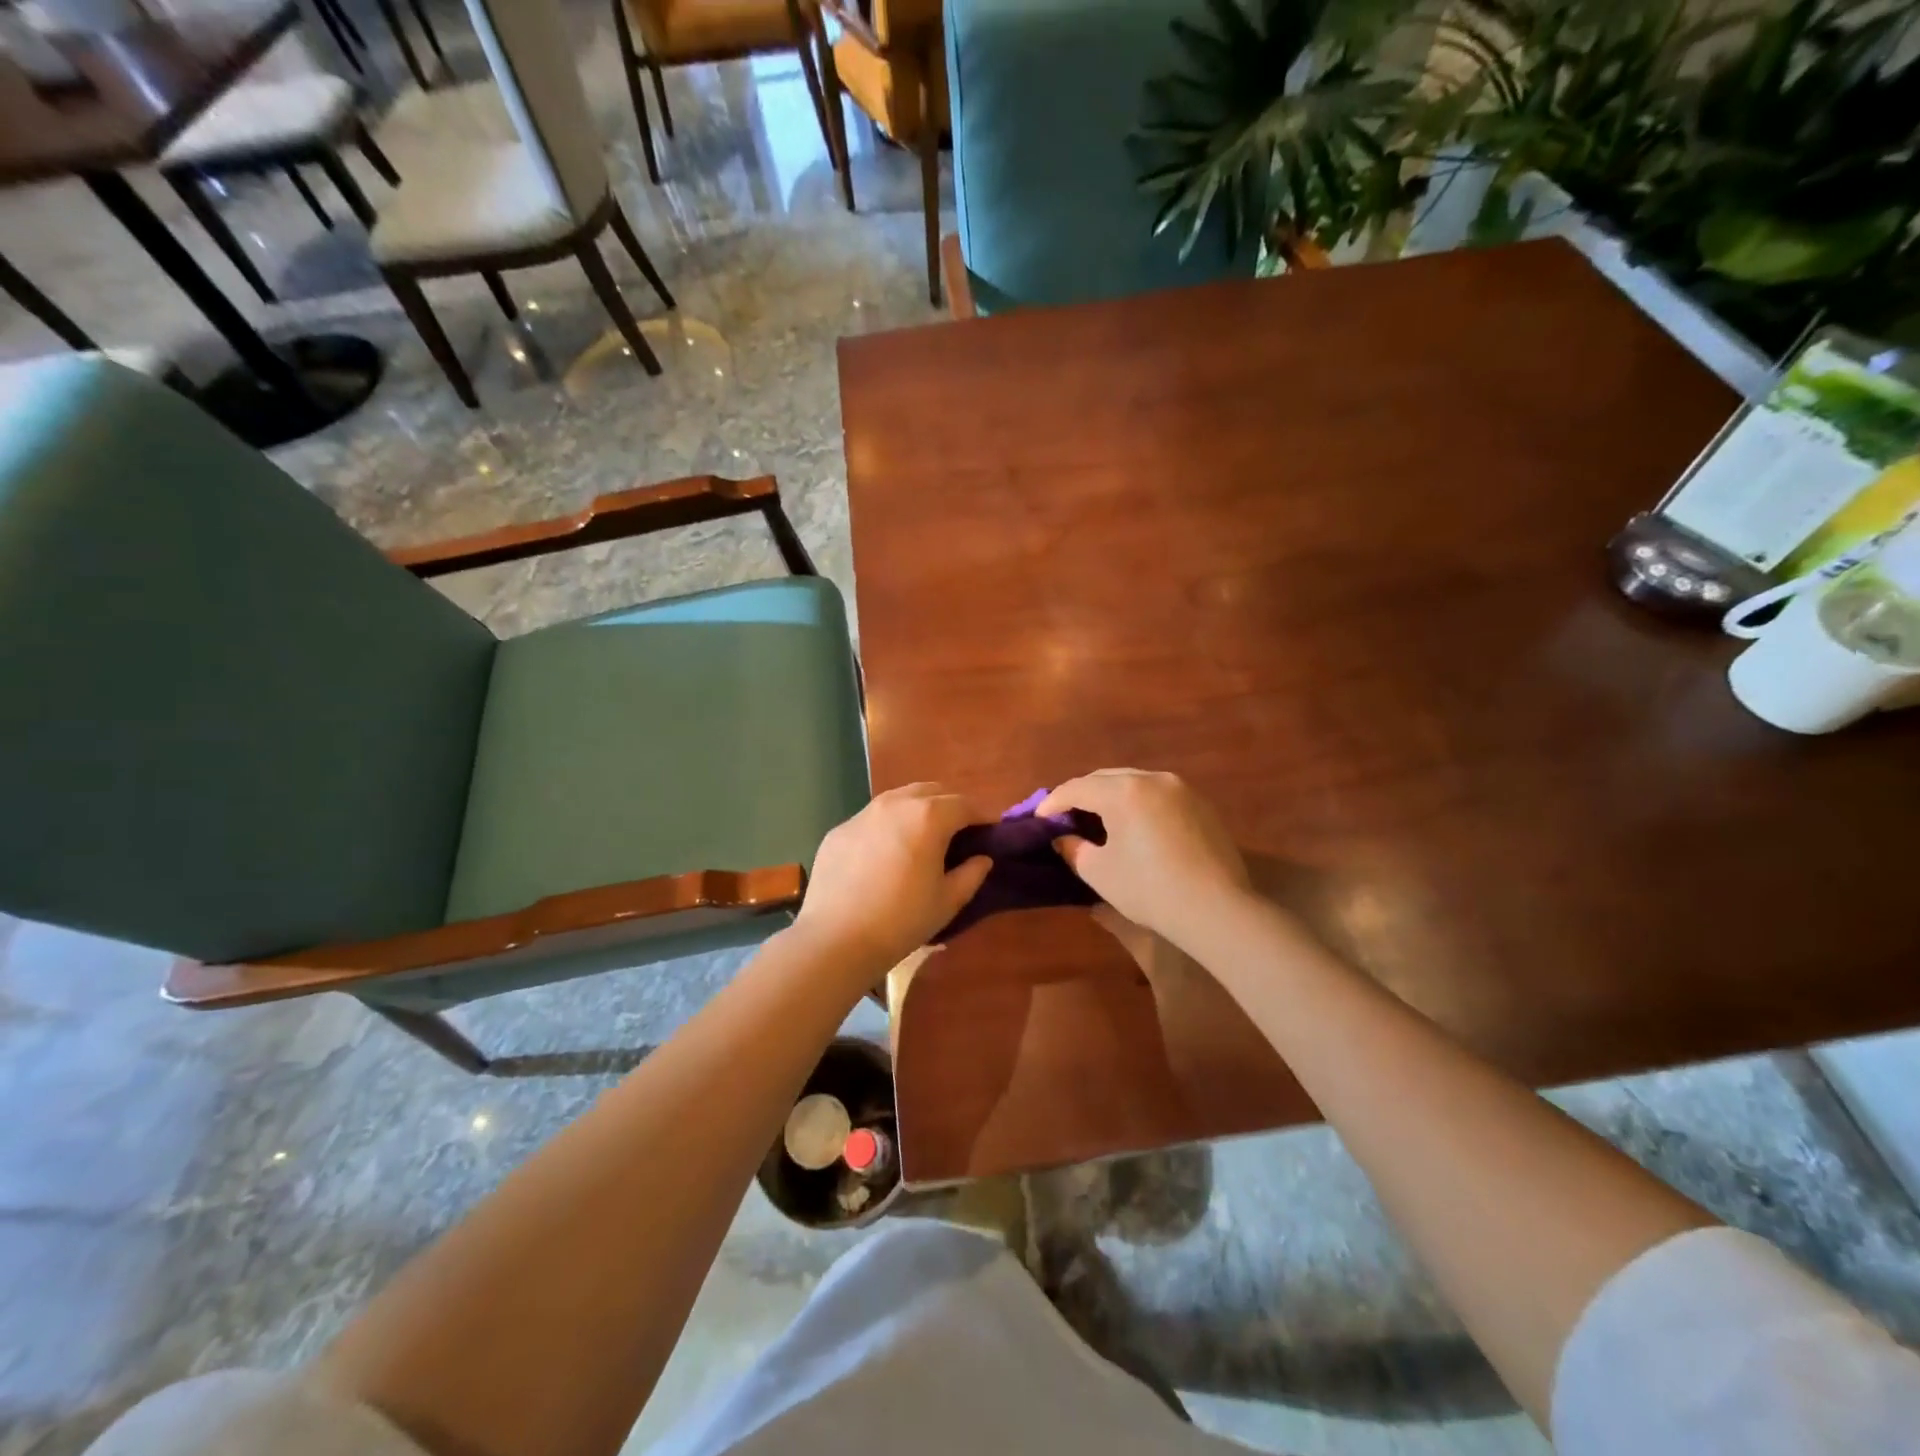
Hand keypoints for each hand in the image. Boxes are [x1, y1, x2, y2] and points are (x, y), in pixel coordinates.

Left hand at [793, 784, 992, 975]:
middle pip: (932, 791)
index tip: (990, 832)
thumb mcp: (947, 901)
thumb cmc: (902, 920)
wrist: (836, 938)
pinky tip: (886, 854)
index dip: (982, 816)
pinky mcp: (840, 830)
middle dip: (950, 806)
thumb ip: (971, 874)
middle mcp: (895, 803)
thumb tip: (982, 858)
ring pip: (899, 799)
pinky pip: (872, 819)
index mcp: (928, 816)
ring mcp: (863, 814)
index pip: (965, 805)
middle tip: (959, 832)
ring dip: (918, 810)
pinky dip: (888, 827)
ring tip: (923, 837)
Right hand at [1038, 770, 1249, 945]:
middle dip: (1082, 794)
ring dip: (1112, 796)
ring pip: (1135, 782)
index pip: (1077, 788)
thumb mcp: (1100, 873)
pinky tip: (1134, 825)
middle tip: (1065, 815)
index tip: (1039, 818)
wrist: (1217, 910)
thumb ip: (1075, 849)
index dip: (1053, 801)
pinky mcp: (1202, 805)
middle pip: (1106, 778)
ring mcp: (1182, 789)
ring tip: (1098, 818)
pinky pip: (1158, 795)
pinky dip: (1139, 803)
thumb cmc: (1150, 890)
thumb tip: (1065, 838)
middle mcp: (1153, 779)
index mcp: (1124, 791)